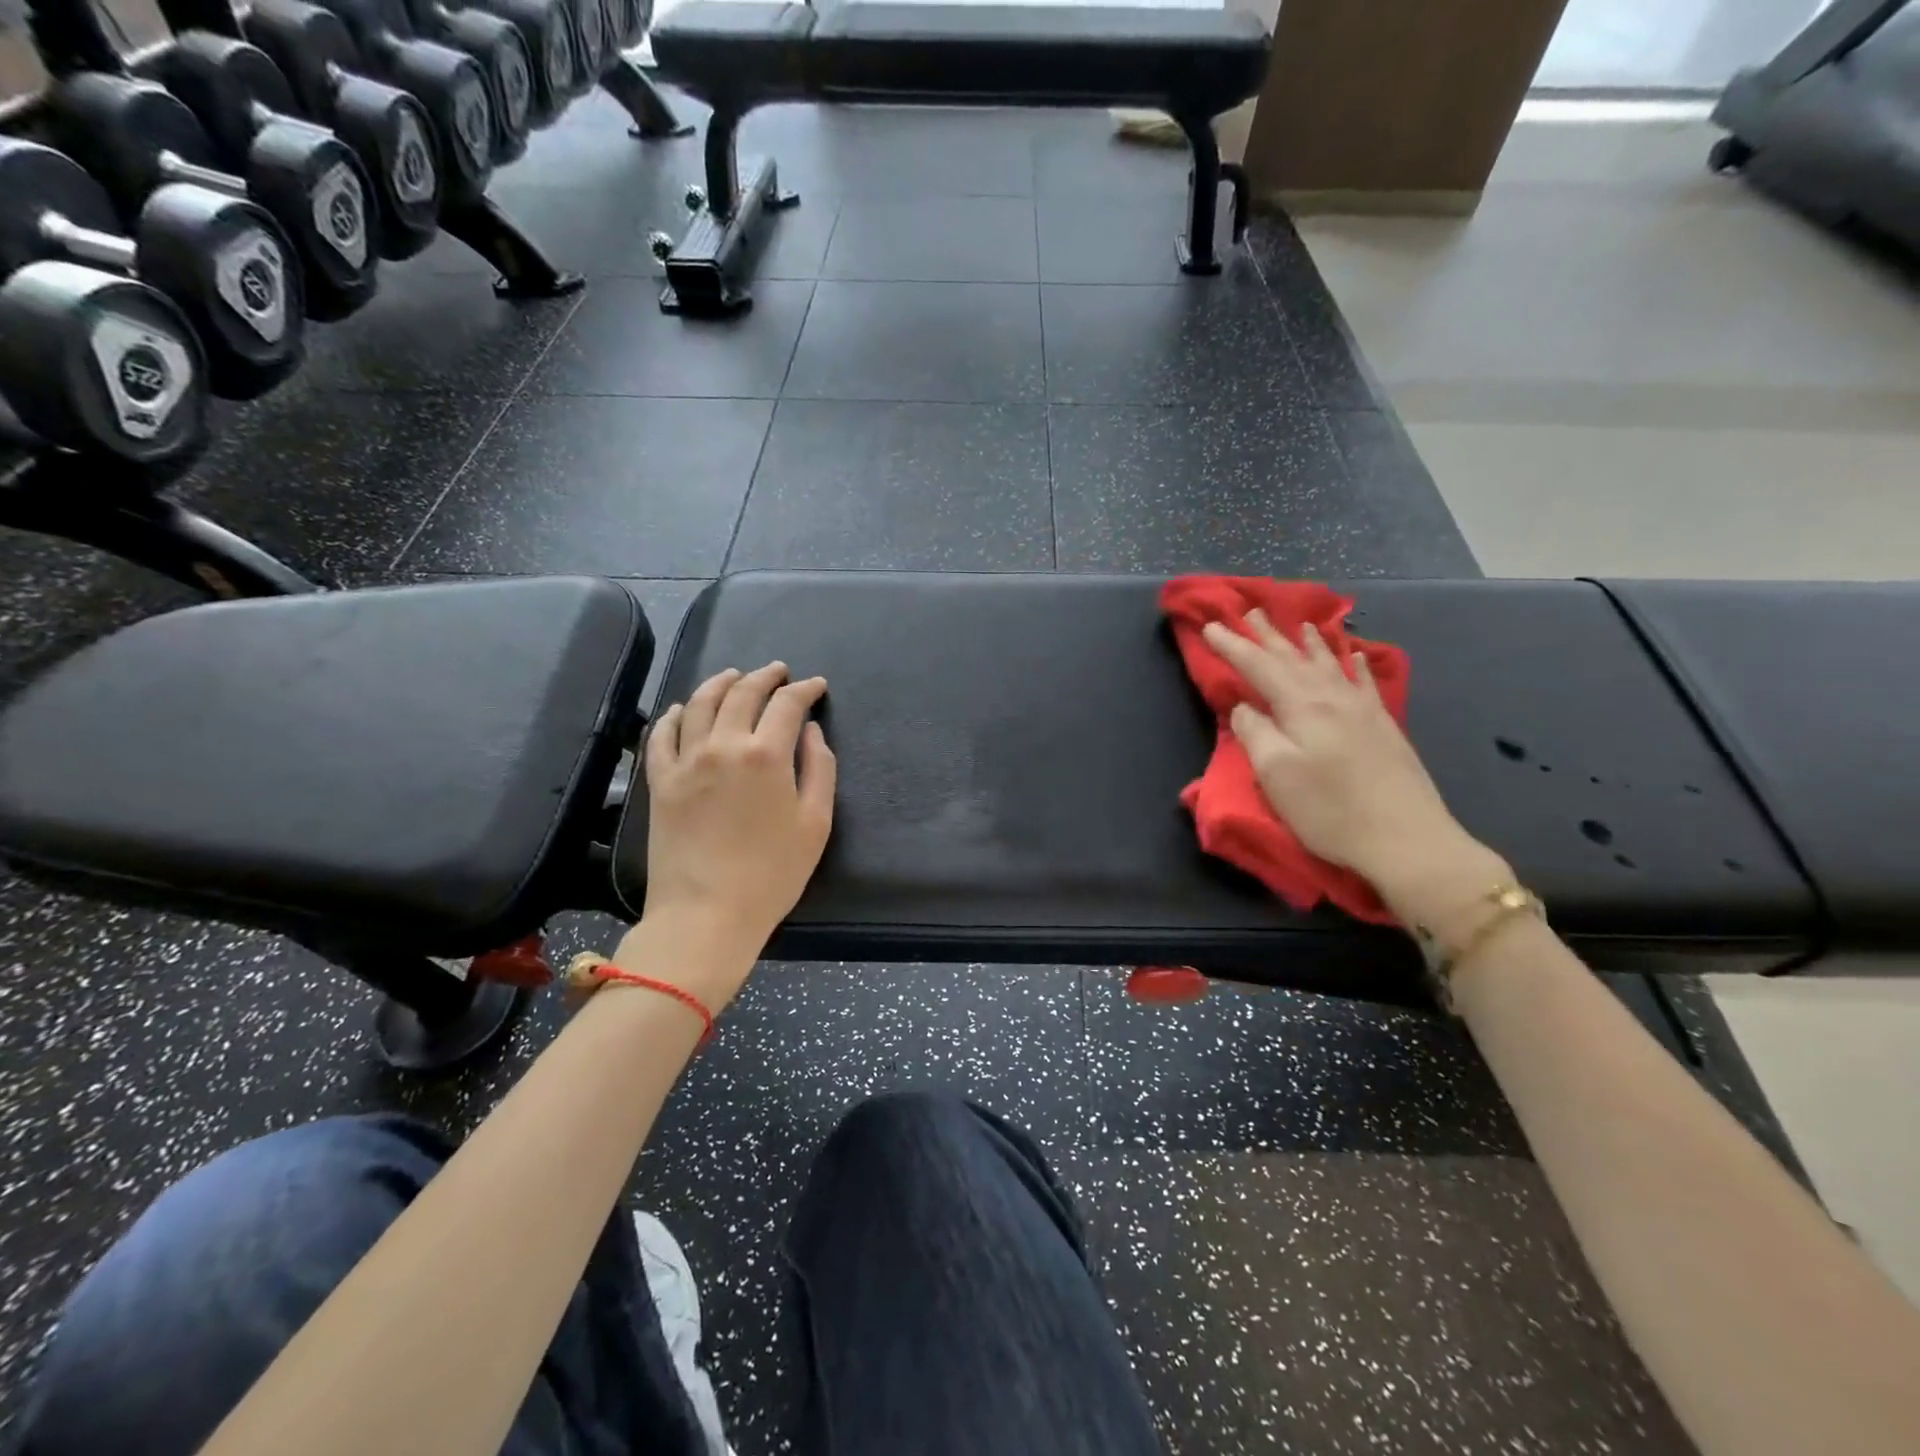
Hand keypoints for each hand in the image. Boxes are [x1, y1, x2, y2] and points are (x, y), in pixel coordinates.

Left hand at [641, 663, 836, 959]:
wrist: (705, 915)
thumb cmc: (772, 874)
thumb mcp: (816, 823)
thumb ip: (819, 768)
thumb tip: (810, 730)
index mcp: (766, 754)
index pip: (787, 704)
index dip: (805, 690)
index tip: (817, 686)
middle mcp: (723, 745)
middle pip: (742, 693)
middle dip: (765, 677)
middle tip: (779, 672)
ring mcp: (685, 761)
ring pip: (700, 704)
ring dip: (721, 682)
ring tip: (735, 676)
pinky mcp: (660, 782)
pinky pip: (662, 735)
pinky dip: (675, 715)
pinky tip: (684, 709)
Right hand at [1201, 611, 1502, 907]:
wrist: (1406, 839)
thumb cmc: (1329, 809)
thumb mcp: (1276, 774)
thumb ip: (1256, 733)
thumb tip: (1246, 706)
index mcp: (1302, 706)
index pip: (1258, 666)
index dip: (1232, 647)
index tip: (1209, 627)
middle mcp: (1333, 697)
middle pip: (1294, 658)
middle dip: (1268, 635)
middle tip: (1250, 611)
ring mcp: (1363, 709)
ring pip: (1330, 664)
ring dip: (1309, 643)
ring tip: (1300, 624)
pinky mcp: (1383, 727)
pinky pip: (1365, 682)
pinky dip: (1355, 665)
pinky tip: (1356, 656)